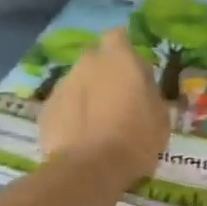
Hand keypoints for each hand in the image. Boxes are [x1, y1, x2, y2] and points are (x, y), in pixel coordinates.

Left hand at [40, 29, 169, 185]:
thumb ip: (148, 91)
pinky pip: (63, 106)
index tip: (134, 72)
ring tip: (97, 125)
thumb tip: (139, 85)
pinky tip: (80, 138)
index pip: (120, 37)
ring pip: (78, 83)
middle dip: (105, 74)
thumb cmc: (135, 138)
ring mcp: (62, 85)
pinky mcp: (46, 109)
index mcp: (118, 57)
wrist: (90, 168)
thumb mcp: (160, 115)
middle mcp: (87, 63)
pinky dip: (71, 116)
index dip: (126, 52)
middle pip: (96, 60)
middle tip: (117, 101)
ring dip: (87, 95)